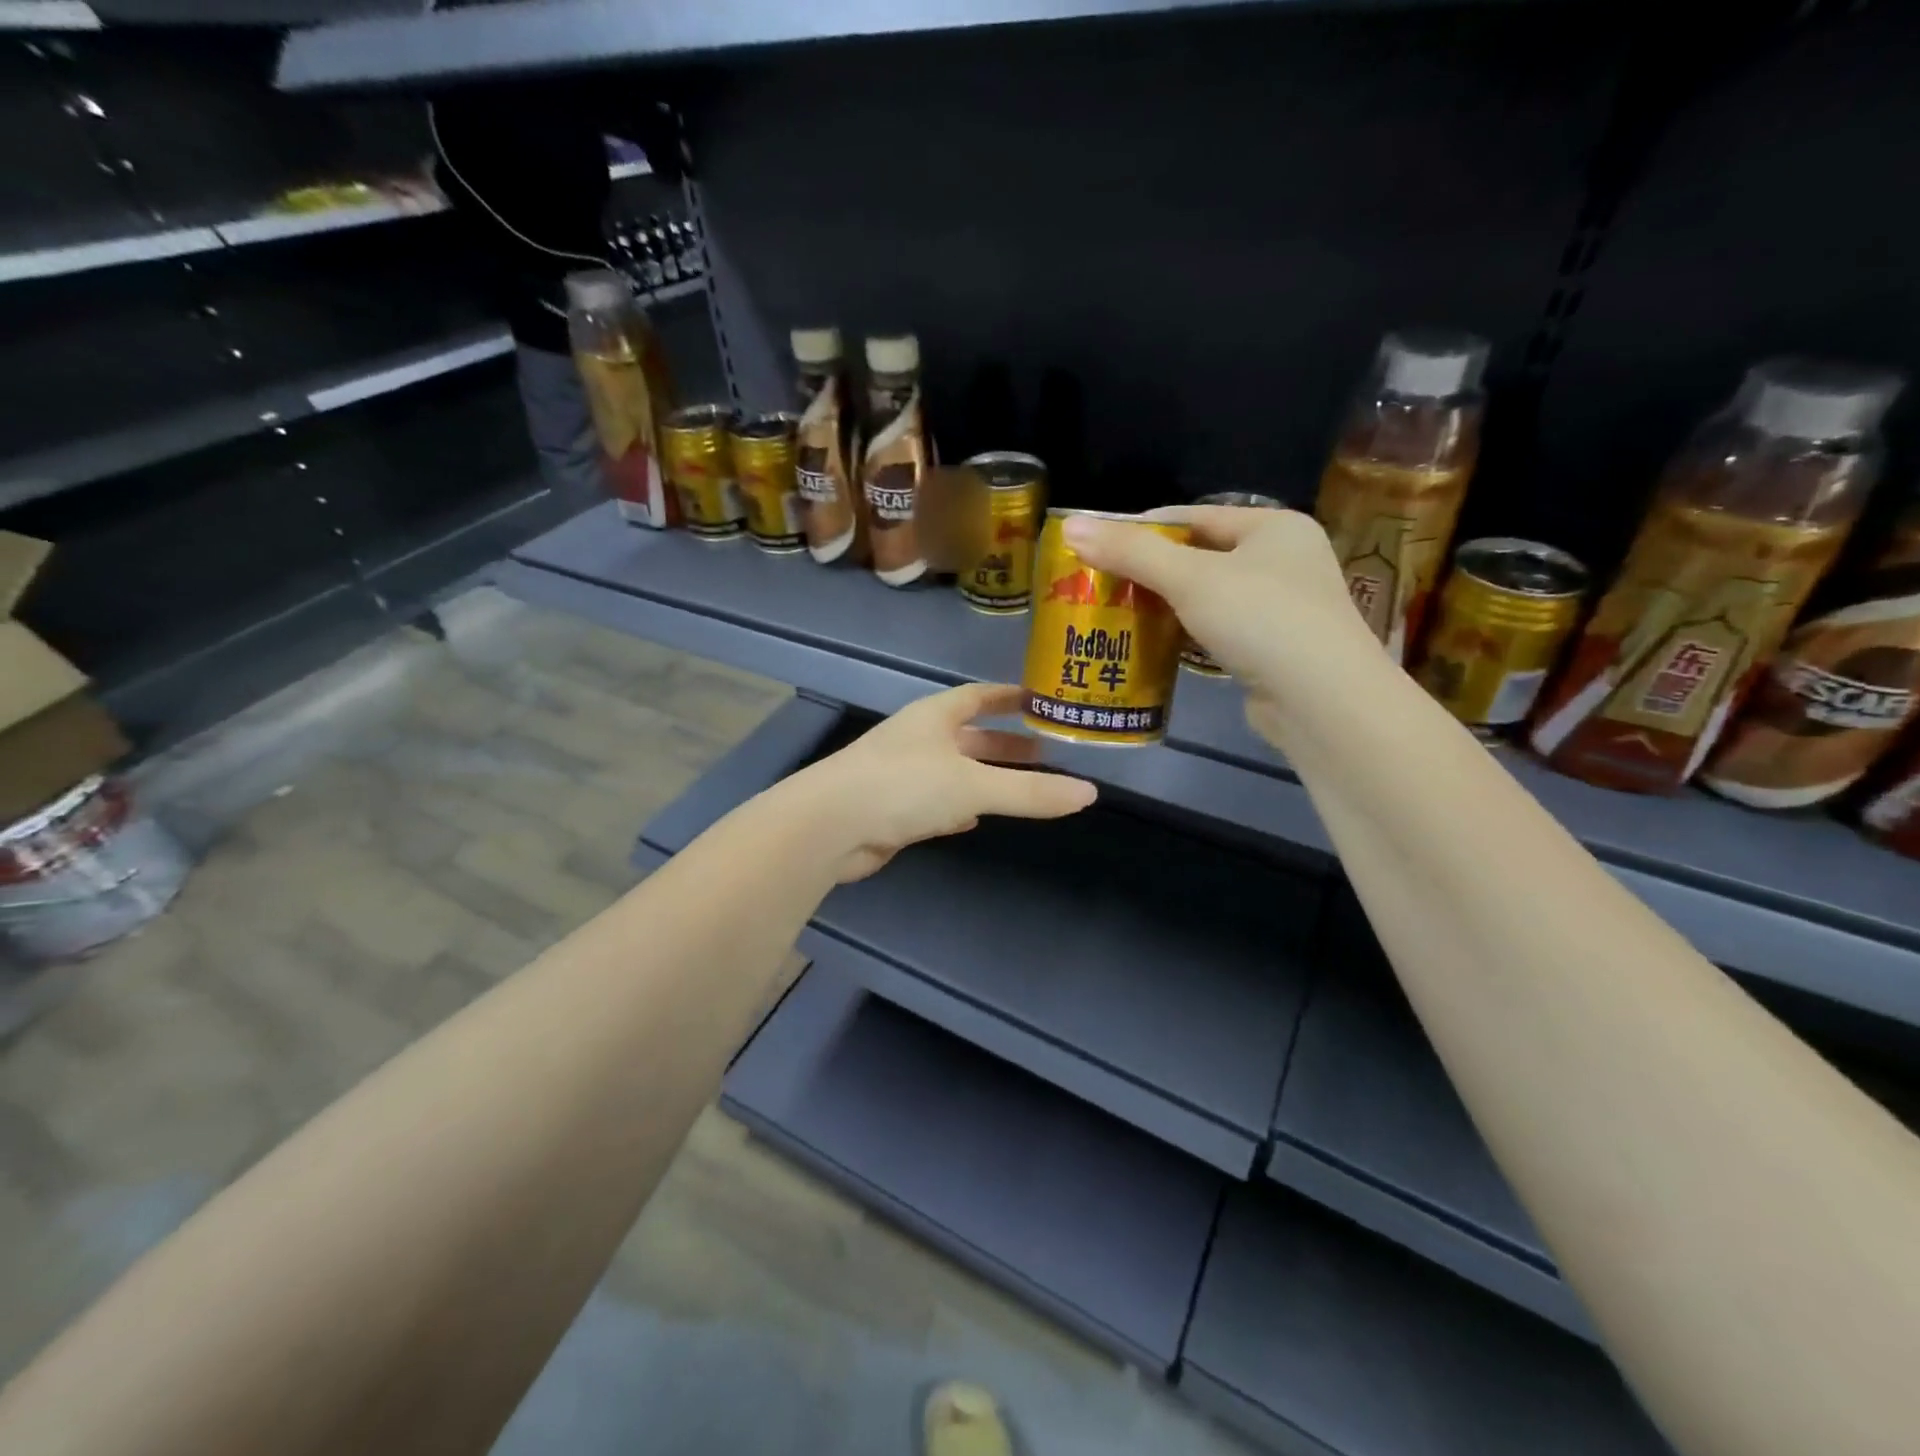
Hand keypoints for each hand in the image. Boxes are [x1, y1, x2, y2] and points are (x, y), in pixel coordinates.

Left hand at [781, 684, 1097, 881]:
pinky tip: (974, 818)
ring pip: (954, 769)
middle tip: (1044, 752)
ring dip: (985, 775)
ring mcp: (902, 774)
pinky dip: (958, 805)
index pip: (979, 696)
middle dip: (1004, 743)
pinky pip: (935, 801)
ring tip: (1022, 784)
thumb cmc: (903, 786)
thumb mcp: (974, 786)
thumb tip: (1090, 794)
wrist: (829, 826)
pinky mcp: (892, 809)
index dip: (1009, 696)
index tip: (1040, 699)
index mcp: (934, 716)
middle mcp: (918, 738)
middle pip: (969, 735)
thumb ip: (1030, 792)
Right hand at [1060, 506, 1380, 747]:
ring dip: (1166, 606)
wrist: (1321, 700)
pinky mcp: (1273, 648)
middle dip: (1150, 571)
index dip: (1145, 528)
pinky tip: (1154, 644)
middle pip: (1201, 556)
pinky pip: (1218, 631)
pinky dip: (1186, 635)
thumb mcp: (1190, 578)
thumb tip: (1071, 525)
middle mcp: (1284, 560)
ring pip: (1208, 597)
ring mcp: (1283, 607)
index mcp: (1274, 527)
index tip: (1099, 545)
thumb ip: (1131, 552)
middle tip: (1102, 584)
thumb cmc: (1260, 620)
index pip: (1195, 516)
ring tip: (1117, 614)